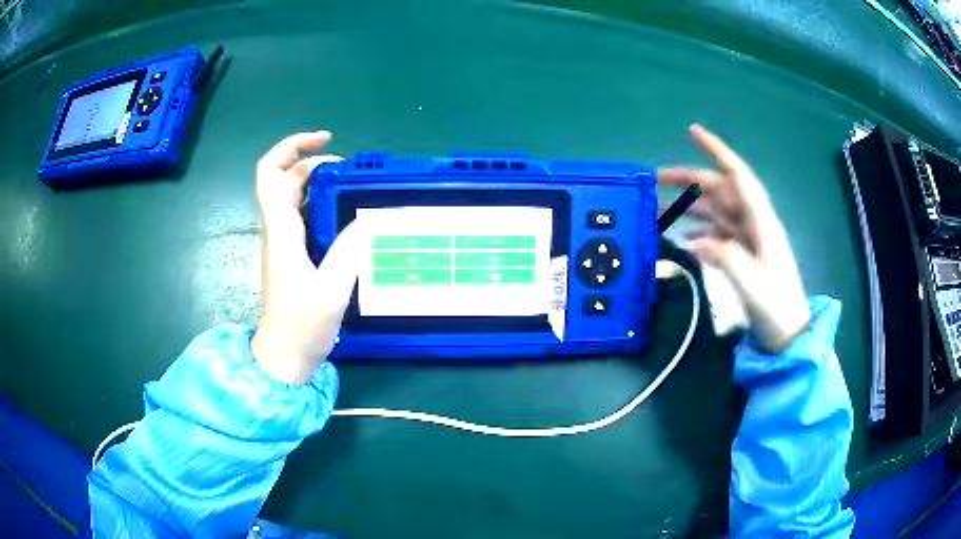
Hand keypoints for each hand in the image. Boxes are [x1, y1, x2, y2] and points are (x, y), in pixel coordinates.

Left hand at [251, 131, 365, 383]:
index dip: (292, 147)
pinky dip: (322, 204)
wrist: (284, 358)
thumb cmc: (301, 327)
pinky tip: (346, 216)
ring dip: (319, 183)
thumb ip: (349, 250)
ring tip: (353, 188)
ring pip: (293, 197)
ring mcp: (283, 243)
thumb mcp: (331, 290)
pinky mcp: (291, 255)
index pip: (270, 173)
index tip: (325, 141)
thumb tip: (369, 218)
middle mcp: (278, 230)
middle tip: (350, 170)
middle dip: (313, 163)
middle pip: (284, 179)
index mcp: (281, 231)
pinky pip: (302, 216)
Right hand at [659, 125, 810, 351]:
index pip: (738, 176)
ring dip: (689, 207)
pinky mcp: (743, 256)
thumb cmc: (777, 308)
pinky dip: (697, 232)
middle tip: (656, 180)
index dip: (717, 151)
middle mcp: (754, 224)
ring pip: (715, 211)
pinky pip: (716, 234)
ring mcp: (748, 240)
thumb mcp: (752, 284)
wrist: (789, 336)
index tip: (693, 131)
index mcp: (762, 223)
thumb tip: (694, 241)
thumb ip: (724, 258)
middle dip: (690, 180)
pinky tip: (680, 240)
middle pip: (720, 191)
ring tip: (659, 212)